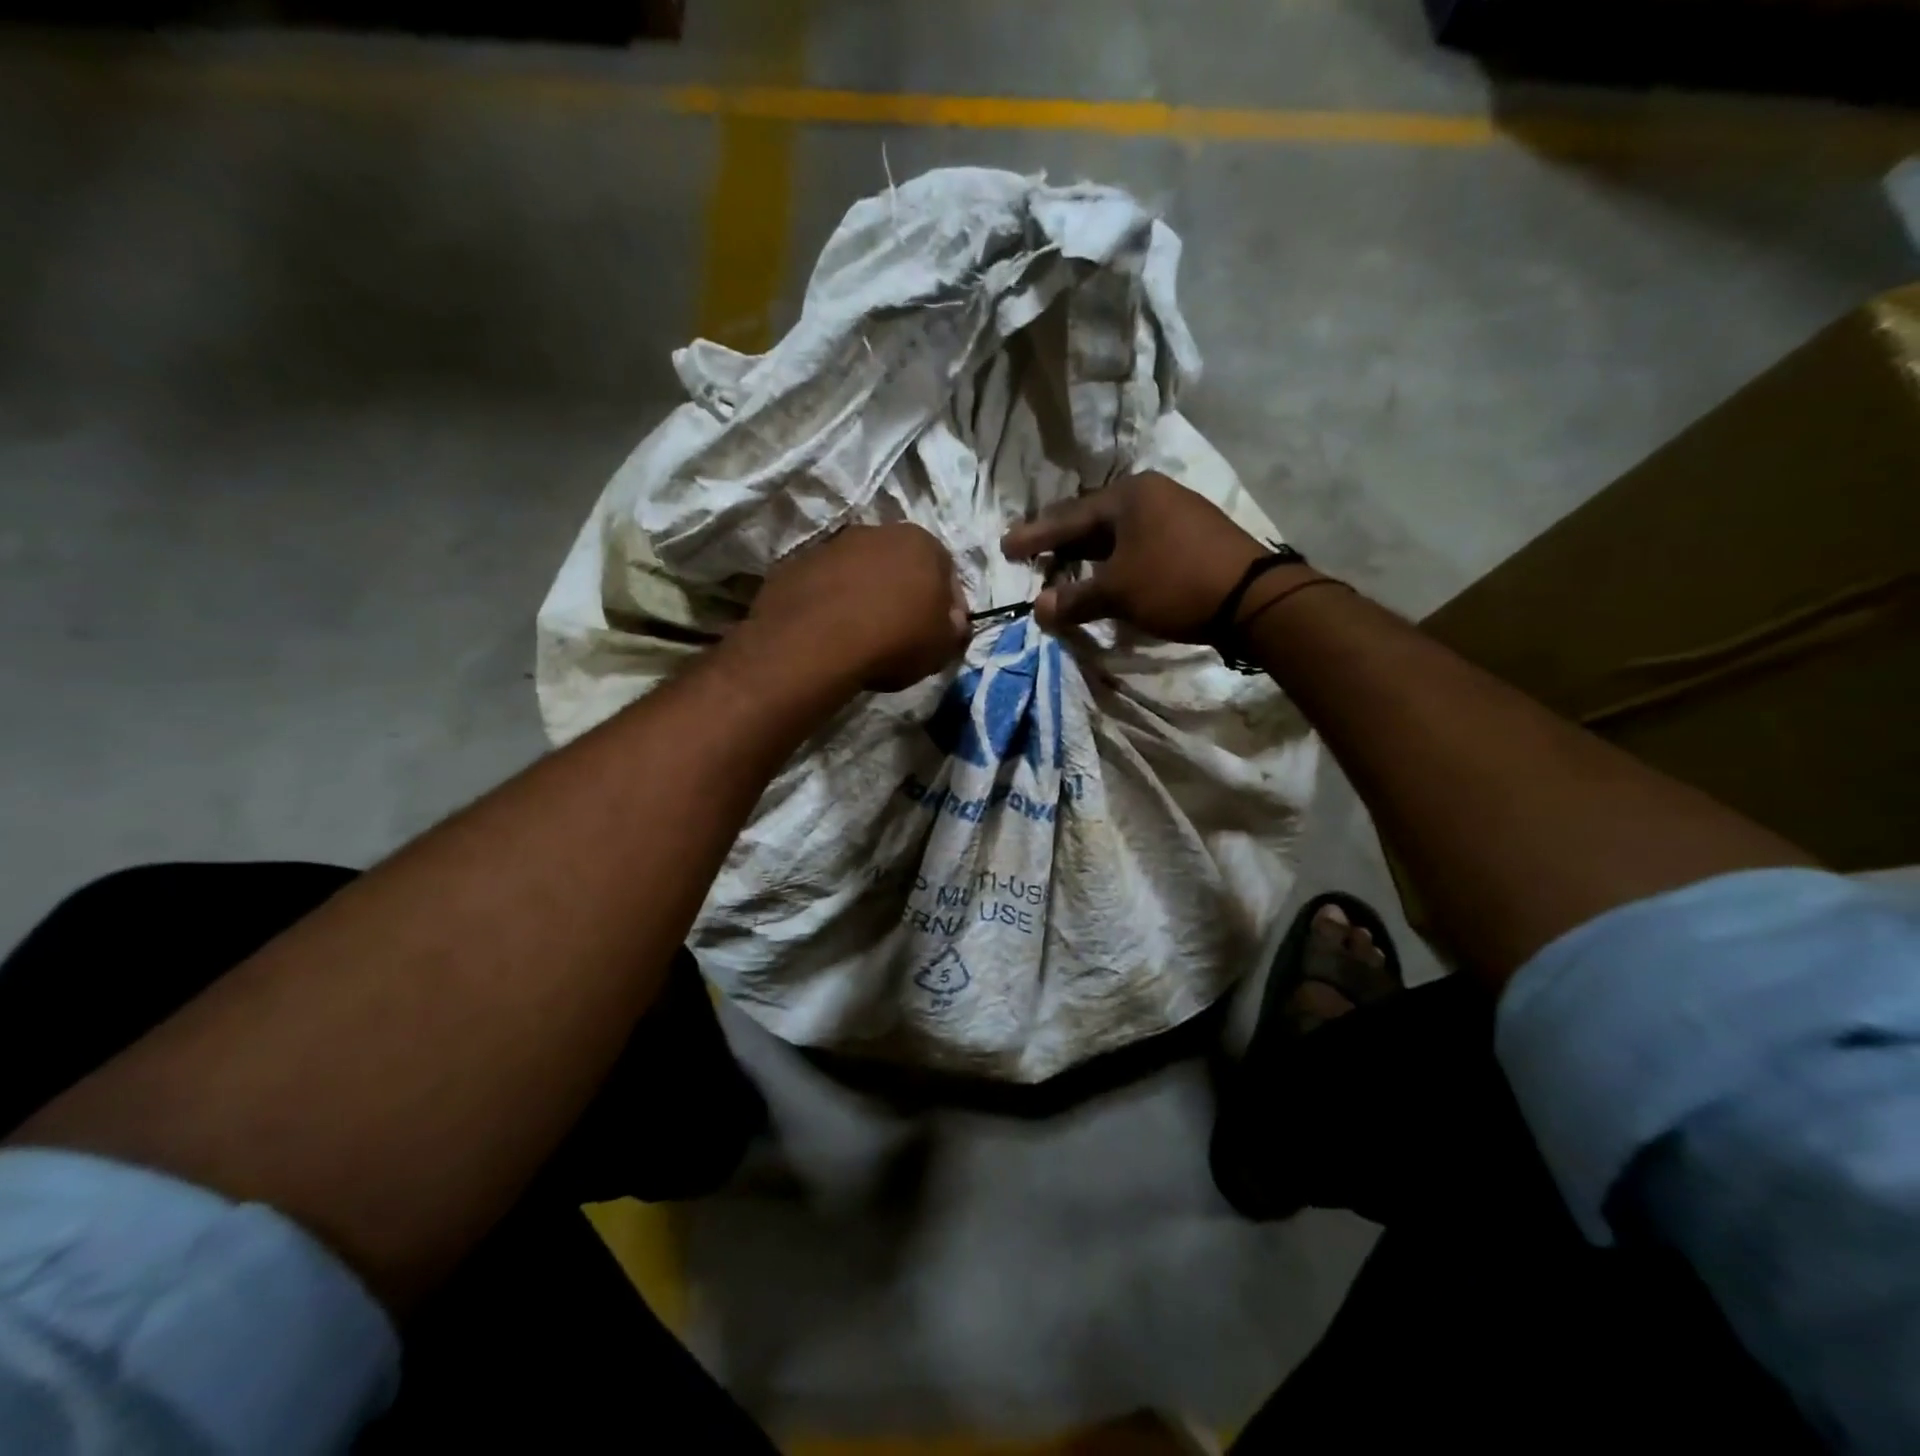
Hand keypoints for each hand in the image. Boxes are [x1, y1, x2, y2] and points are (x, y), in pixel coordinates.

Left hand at [745, 523, 969, 691]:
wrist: (815, 643)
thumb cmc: (894, 640)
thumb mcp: (942, 646)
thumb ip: (954, 628)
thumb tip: (952, 622)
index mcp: (921, 542)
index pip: (946, 571)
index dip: (947, 606)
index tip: (940, 633)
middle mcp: (877, 531)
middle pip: (900, 565)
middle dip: (903, 593)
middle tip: (901, 632)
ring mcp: (832, 545)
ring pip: (859, 572)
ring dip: (864, 596)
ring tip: (861, 635)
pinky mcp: (796, 564)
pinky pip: (825, 586)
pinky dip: (831, 604)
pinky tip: (830, 633)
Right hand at [1001, 472, 1271, 641]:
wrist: (1253, 598)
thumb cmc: (1175, 584)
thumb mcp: (1117, 593)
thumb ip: (1074, 599)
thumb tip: (1039, 609)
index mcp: (1128, 495)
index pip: (1068, 517)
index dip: (1034, 537)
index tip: (1006, 548)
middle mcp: (1151, 494)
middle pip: (1092, 520)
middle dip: (1061, 542)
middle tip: (1031, 556)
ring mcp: (1176, 512)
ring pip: (1117, 533)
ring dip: (1089, 555)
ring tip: (1064, 569)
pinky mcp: (1192, 536)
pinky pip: (1139, 543)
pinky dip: (1116, 561)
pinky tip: (1108, 576)